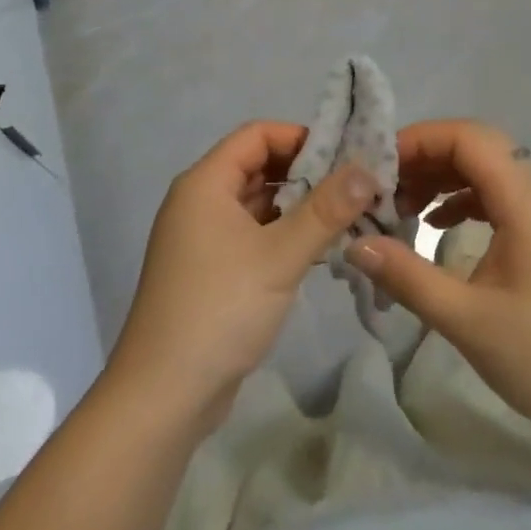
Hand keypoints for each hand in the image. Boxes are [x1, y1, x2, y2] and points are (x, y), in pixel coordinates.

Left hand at [108, 122, 379, 433]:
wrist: (164, 395)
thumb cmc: (220, 309)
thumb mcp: (279, 256)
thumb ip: (325, 211)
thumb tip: (366, 170)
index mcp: (205, 183)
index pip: (256, 135)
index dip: (299, 137)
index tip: (344, 155)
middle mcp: (199, 201)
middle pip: (257, 167)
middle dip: (304, 173)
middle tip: (353, 187)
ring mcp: (201, 238)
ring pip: (256, 204)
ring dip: (296, 207)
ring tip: (346, 216)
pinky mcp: (209, 271)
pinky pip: (251, 235)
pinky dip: (281, 235)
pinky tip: (317, 250)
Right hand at [349, 120, 530, 451]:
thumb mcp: (467, 321)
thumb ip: (408, 277)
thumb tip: (355, 244)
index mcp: (526, 204)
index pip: (470, 139)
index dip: (422, 139)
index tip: (380, 164)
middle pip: (477, 147)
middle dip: (426, 156)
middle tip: (383, 183)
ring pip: (486, 171)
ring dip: (442, 177)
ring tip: (400, 204)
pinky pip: (497, 198)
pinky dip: (461, 200)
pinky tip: (435, 226)